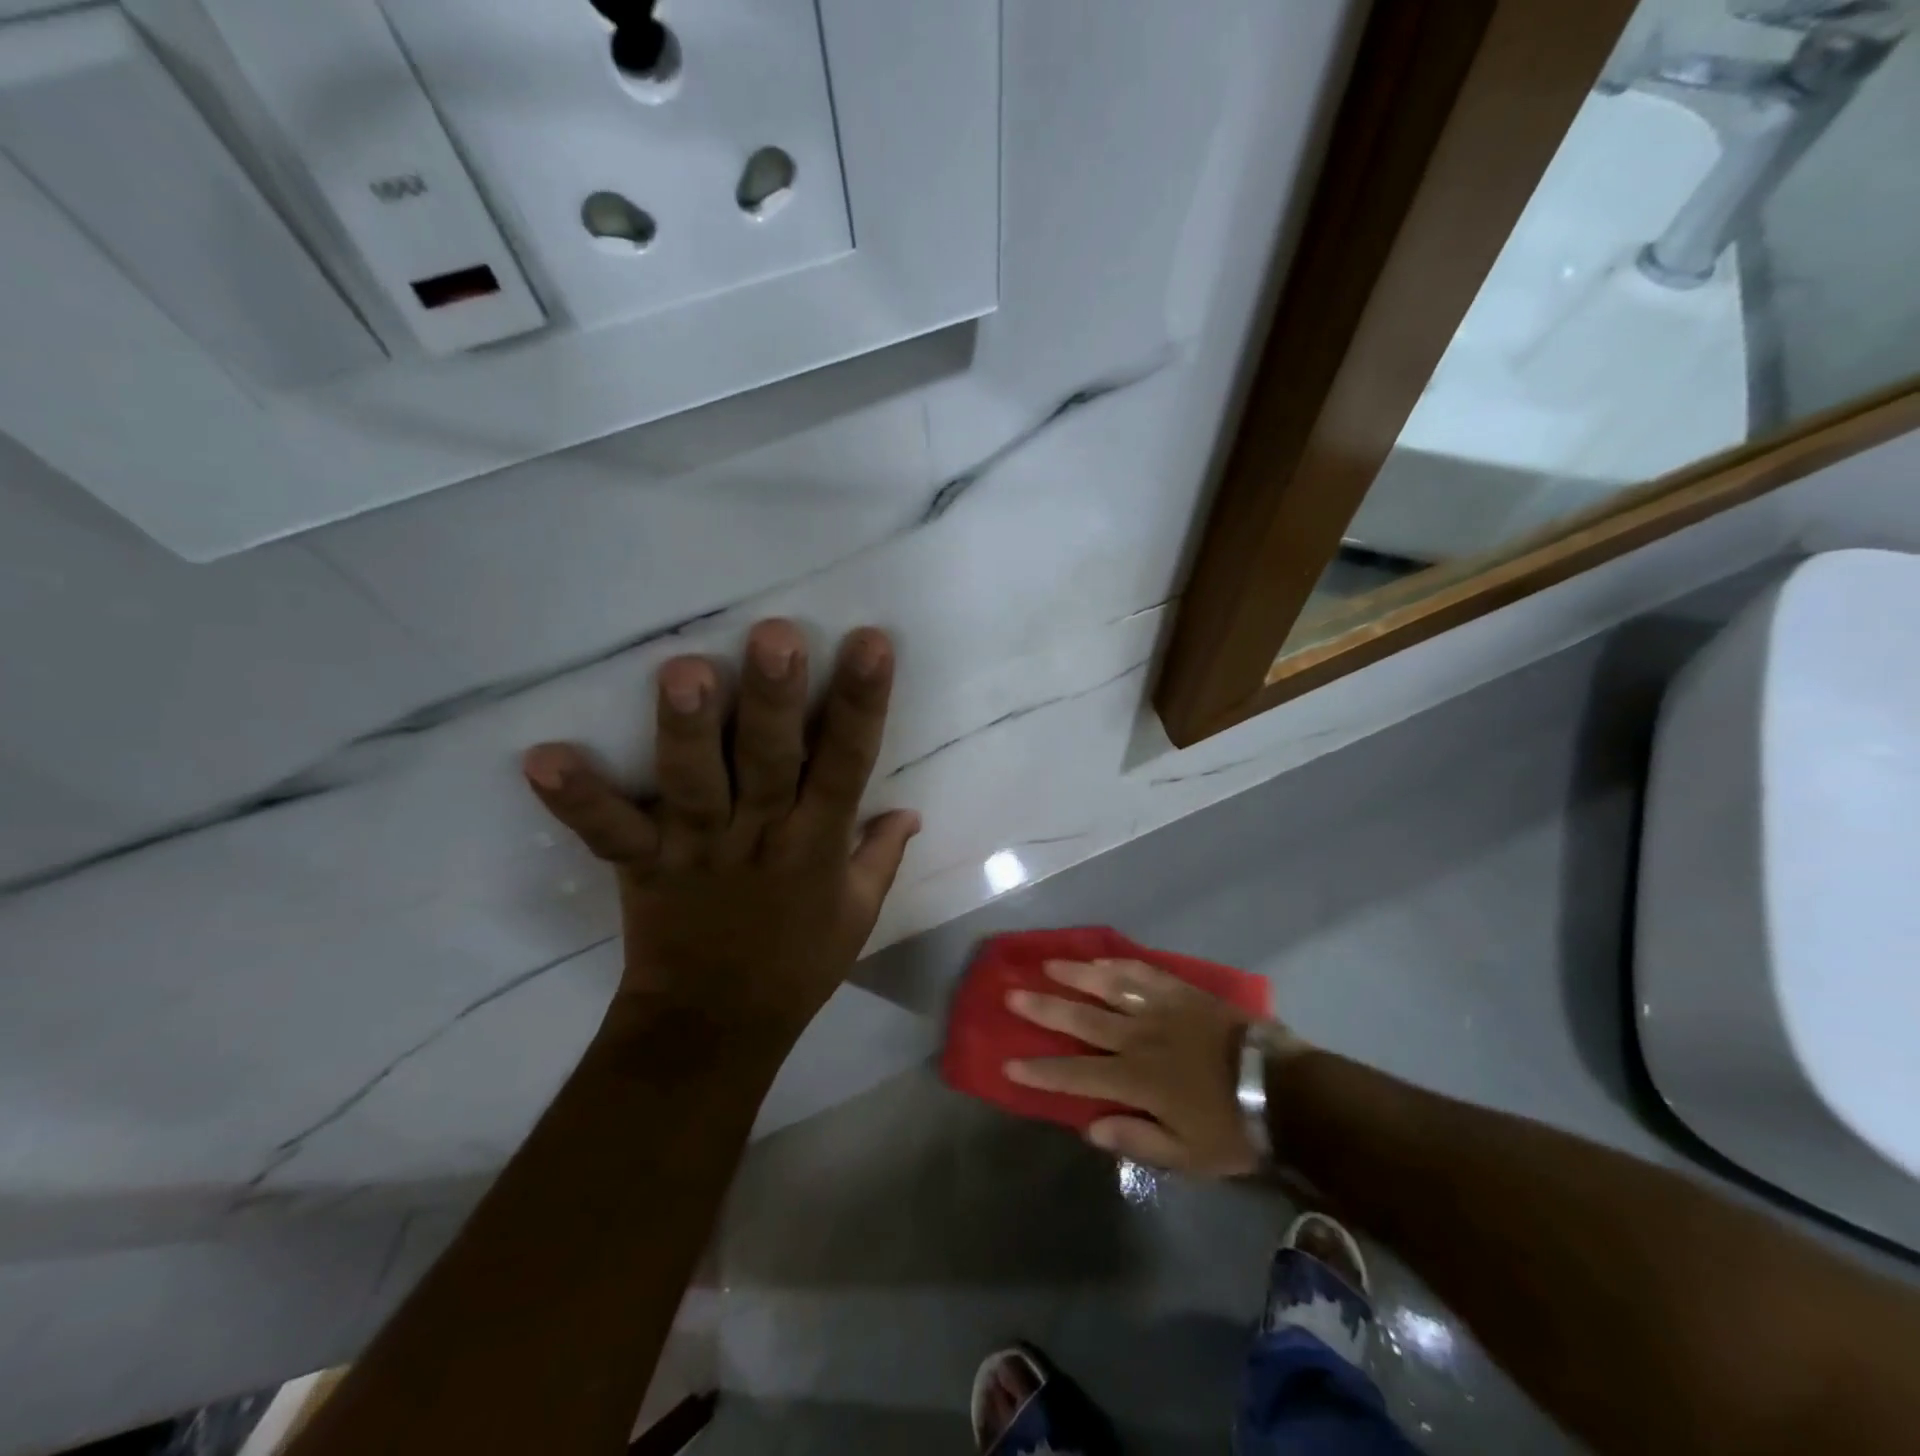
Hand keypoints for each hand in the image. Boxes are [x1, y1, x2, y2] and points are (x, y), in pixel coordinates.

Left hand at [520, 619, 920, 1039]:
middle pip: (770, 764)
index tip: (870, 644)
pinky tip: (542, 757)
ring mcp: (697, 853)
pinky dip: (579, 800)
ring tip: (683, 670)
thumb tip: (911, 809)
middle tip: (776, 636)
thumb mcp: (858, 914)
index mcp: (817, 846)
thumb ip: (881, 855)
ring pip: (695, 786)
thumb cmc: (796, 965)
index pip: (846, 766)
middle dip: (775, 702)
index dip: (860, 706)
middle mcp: (760, 839)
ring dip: (687, 732)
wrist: (715, 1028)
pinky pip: (610, 834)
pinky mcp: (643, 870)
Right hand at [1004, 958, 1305, 1175]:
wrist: (1280, 1087)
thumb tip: (1089, 1128)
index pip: (1076, 1075)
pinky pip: (1143, 972)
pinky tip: (1101, 958)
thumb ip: (1136, 1140)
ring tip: (1047, 964)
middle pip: (1082, 1020)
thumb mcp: (1186, 1156)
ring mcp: (1160, 1009)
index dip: (1041, 1071)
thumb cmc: (1232, 1128)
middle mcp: (1138, 1038)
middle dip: (1043, 1009)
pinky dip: (1119, 964)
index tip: (1009, 1063)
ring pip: (1108, 987)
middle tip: (1011, 995)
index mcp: (1136, 1080)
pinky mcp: (1181, 992)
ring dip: (1075, 975)